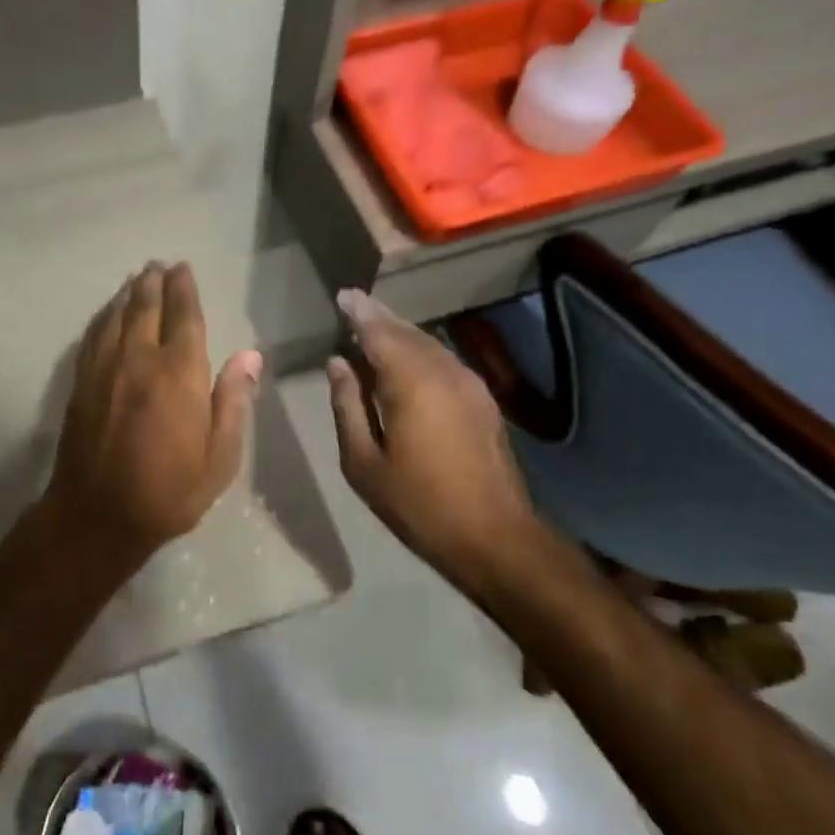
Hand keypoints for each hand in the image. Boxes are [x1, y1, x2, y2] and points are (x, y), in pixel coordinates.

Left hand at [46, 262, 261, 564]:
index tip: (183, 268)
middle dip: (154, 282)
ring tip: (137, 278)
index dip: (184, 289)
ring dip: (128, 293)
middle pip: (146, 307)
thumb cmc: (168, 491)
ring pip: (117, 316)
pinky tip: (107, 311)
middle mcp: (139, 359)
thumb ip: (233, 401)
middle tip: (158, 265)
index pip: (183, 317)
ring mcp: (104, 368)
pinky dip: (103, 316)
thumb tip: (250, 354)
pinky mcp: (81, 382)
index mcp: (178, 374)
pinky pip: (94, 335)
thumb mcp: (219, 458)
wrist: (97, 516)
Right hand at [326, 288, 537, 581]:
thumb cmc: (419, 504)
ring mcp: (469, 383)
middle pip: (405, 331)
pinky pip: (443, 359)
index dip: (359, 312)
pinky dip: (420, 350)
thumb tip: (338, 363)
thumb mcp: (363, 463)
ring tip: (375, 327)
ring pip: (428, 343)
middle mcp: (443, 371)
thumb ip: (347, 406)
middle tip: (355, 304)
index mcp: (411, 382)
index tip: (342, 296)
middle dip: (379, 316)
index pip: (378, 332)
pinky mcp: (483, 399)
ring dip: (400, 332)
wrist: (496, 538)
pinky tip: (406, 361)